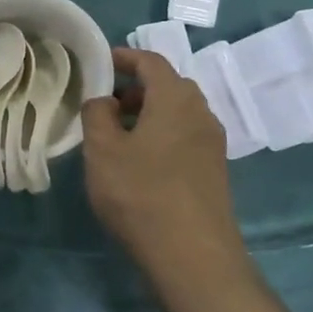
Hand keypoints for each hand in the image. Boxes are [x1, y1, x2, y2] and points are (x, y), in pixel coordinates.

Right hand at [82, 48, 240, 269]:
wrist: (192, 255)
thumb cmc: (140, 193)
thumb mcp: (102, 150)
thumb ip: (97, 114)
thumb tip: (104, 99)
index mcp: (175, 98)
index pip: (151, 61)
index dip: (125, 57)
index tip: (101, 63)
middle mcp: (201, 113)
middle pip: (169, 86)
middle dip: (137, 88)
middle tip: (107, 103)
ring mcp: (213, 143)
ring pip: (179, 113)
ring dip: (150, 113)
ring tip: (119, 134)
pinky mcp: (215, 171)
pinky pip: (186, 137)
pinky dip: (163, 135)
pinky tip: (142, 162)